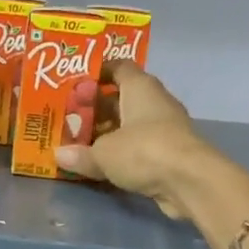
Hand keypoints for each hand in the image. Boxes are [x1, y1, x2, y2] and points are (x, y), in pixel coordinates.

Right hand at [55, 62, 218, 219]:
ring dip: (110, 132)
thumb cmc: (144, 151)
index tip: (76, 84)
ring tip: (81, 142)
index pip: (119, 67)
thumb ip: (80, 154)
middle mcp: (155, 102)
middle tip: (70, 118)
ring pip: (131, 124)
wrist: (190, 181)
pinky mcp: (171, 152)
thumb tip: (59, 155)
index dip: (98, 72)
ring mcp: (166, 128)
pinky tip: (104, 163)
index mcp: (140, 87)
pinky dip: (123, 152)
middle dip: (97, 108)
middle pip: (123, 98)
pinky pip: (140, 146)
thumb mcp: (103, 153)